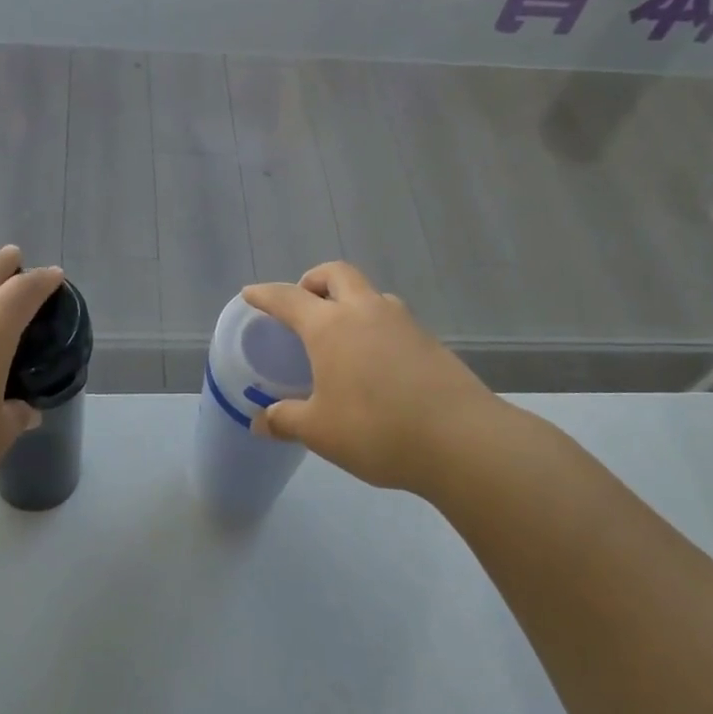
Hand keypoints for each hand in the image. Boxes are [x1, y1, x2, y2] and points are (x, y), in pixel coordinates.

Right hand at [241, 262, 514, 497]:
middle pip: (337, 274)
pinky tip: (374, 363)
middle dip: (314, 280)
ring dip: (349, 301)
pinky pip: (392, 320)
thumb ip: (286, 420)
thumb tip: (261, 421)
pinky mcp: (430, 341)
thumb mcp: (320, 431)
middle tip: (303, 303)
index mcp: (331, 326)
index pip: (288, 298)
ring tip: (340, 335)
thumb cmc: (376, 430)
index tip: (250, 294)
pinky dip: (374, 327)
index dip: (265, 295)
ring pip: (370, 294)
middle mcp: (366, 311)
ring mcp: (403, 323)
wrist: (462, 439)